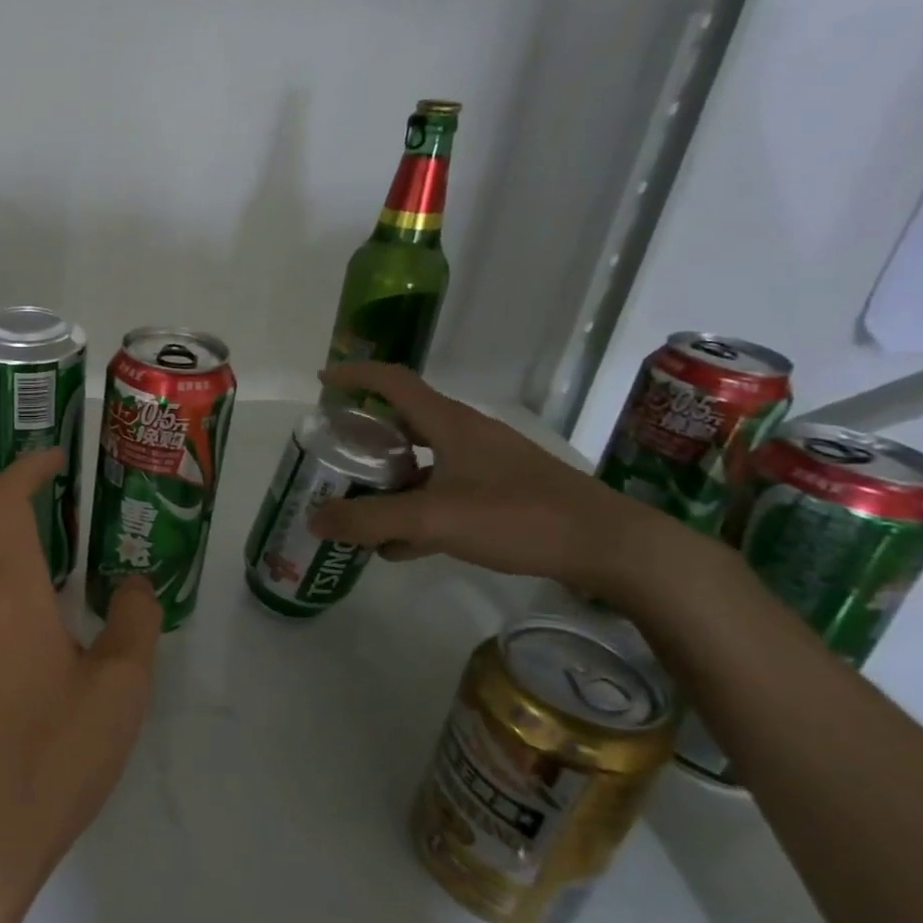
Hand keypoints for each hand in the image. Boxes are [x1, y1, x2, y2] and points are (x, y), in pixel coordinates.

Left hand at [0, 449, 162, 907]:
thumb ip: (136, 621)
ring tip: (58, 529)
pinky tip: (45, 593)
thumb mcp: (121, 685)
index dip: (26, 468)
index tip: (59, 457)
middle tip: (53, 483)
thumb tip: (137, 585)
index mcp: (10, 590)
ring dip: (1, 522)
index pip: (2, 501)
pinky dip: (1, 560)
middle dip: (5, 484)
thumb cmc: (56, 751)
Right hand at [308, 361, 688, 601]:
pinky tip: (399, 544)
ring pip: (423, 460)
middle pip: (404, 422)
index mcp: (449, 423)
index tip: (322, 382)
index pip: (393, 381)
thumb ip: (371, 520)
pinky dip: (415, 509)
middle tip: (335, 453)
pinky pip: (443, 492)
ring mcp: (486, 465)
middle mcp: (466, 435)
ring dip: (388, 478)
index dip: (355, 375)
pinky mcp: (501, 493)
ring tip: (357, 503)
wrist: (609, 546)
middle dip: (365, 435)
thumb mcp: (434, 519)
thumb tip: (313, 520)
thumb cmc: (519, 516)